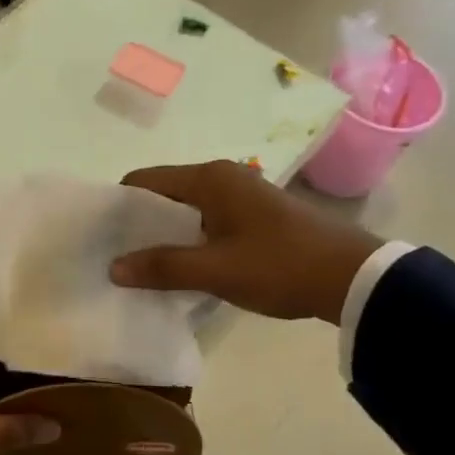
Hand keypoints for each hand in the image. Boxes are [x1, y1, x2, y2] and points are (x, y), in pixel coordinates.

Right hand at [108, 161, 384, 323]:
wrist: (352, 276)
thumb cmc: (279, 265)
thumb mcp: (215, 270)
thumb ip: (162, 266)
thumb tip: (113, 267)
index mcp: (209, 179)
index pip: (146, 180)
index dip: (120, 206)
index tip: (101, 237)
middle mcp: (223, 177)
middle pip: (165, 193)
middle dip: (140, 224)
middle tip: (117, 257)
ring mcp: (242, 195)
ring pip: (187, 210)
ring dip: (166, 235)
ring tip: (144, 267)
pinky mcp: (256, 216)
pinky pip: (208, 222)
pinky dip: (190, 240)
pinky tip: (184, 268)